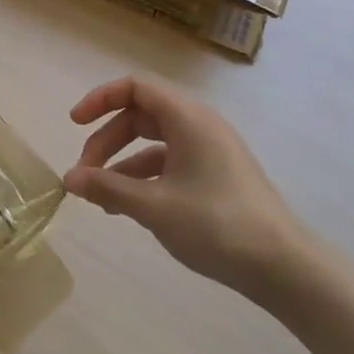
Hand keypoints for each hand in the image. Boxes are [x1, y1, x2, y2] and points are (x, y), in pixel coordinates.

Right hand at [65, 76, 310, 297]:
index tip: (74, 124)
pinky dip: (144, 178)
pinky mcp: (216, 174)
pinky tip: (127, 208)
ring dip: (122, 162)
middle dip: (107, 140)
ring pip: (154, 142)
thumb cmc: (217, 225)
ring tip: (100, 197)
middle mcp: (199, 125)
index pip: (136, 87)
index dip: (101, 99)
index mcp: (188, 118)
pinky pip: (170, 163)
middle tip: (84, 173)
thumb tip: (69, 178)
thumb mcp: (154, 207)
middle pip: (141, 115)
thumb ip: (108, 188)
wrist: (283, 266)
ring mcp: (210, 150)